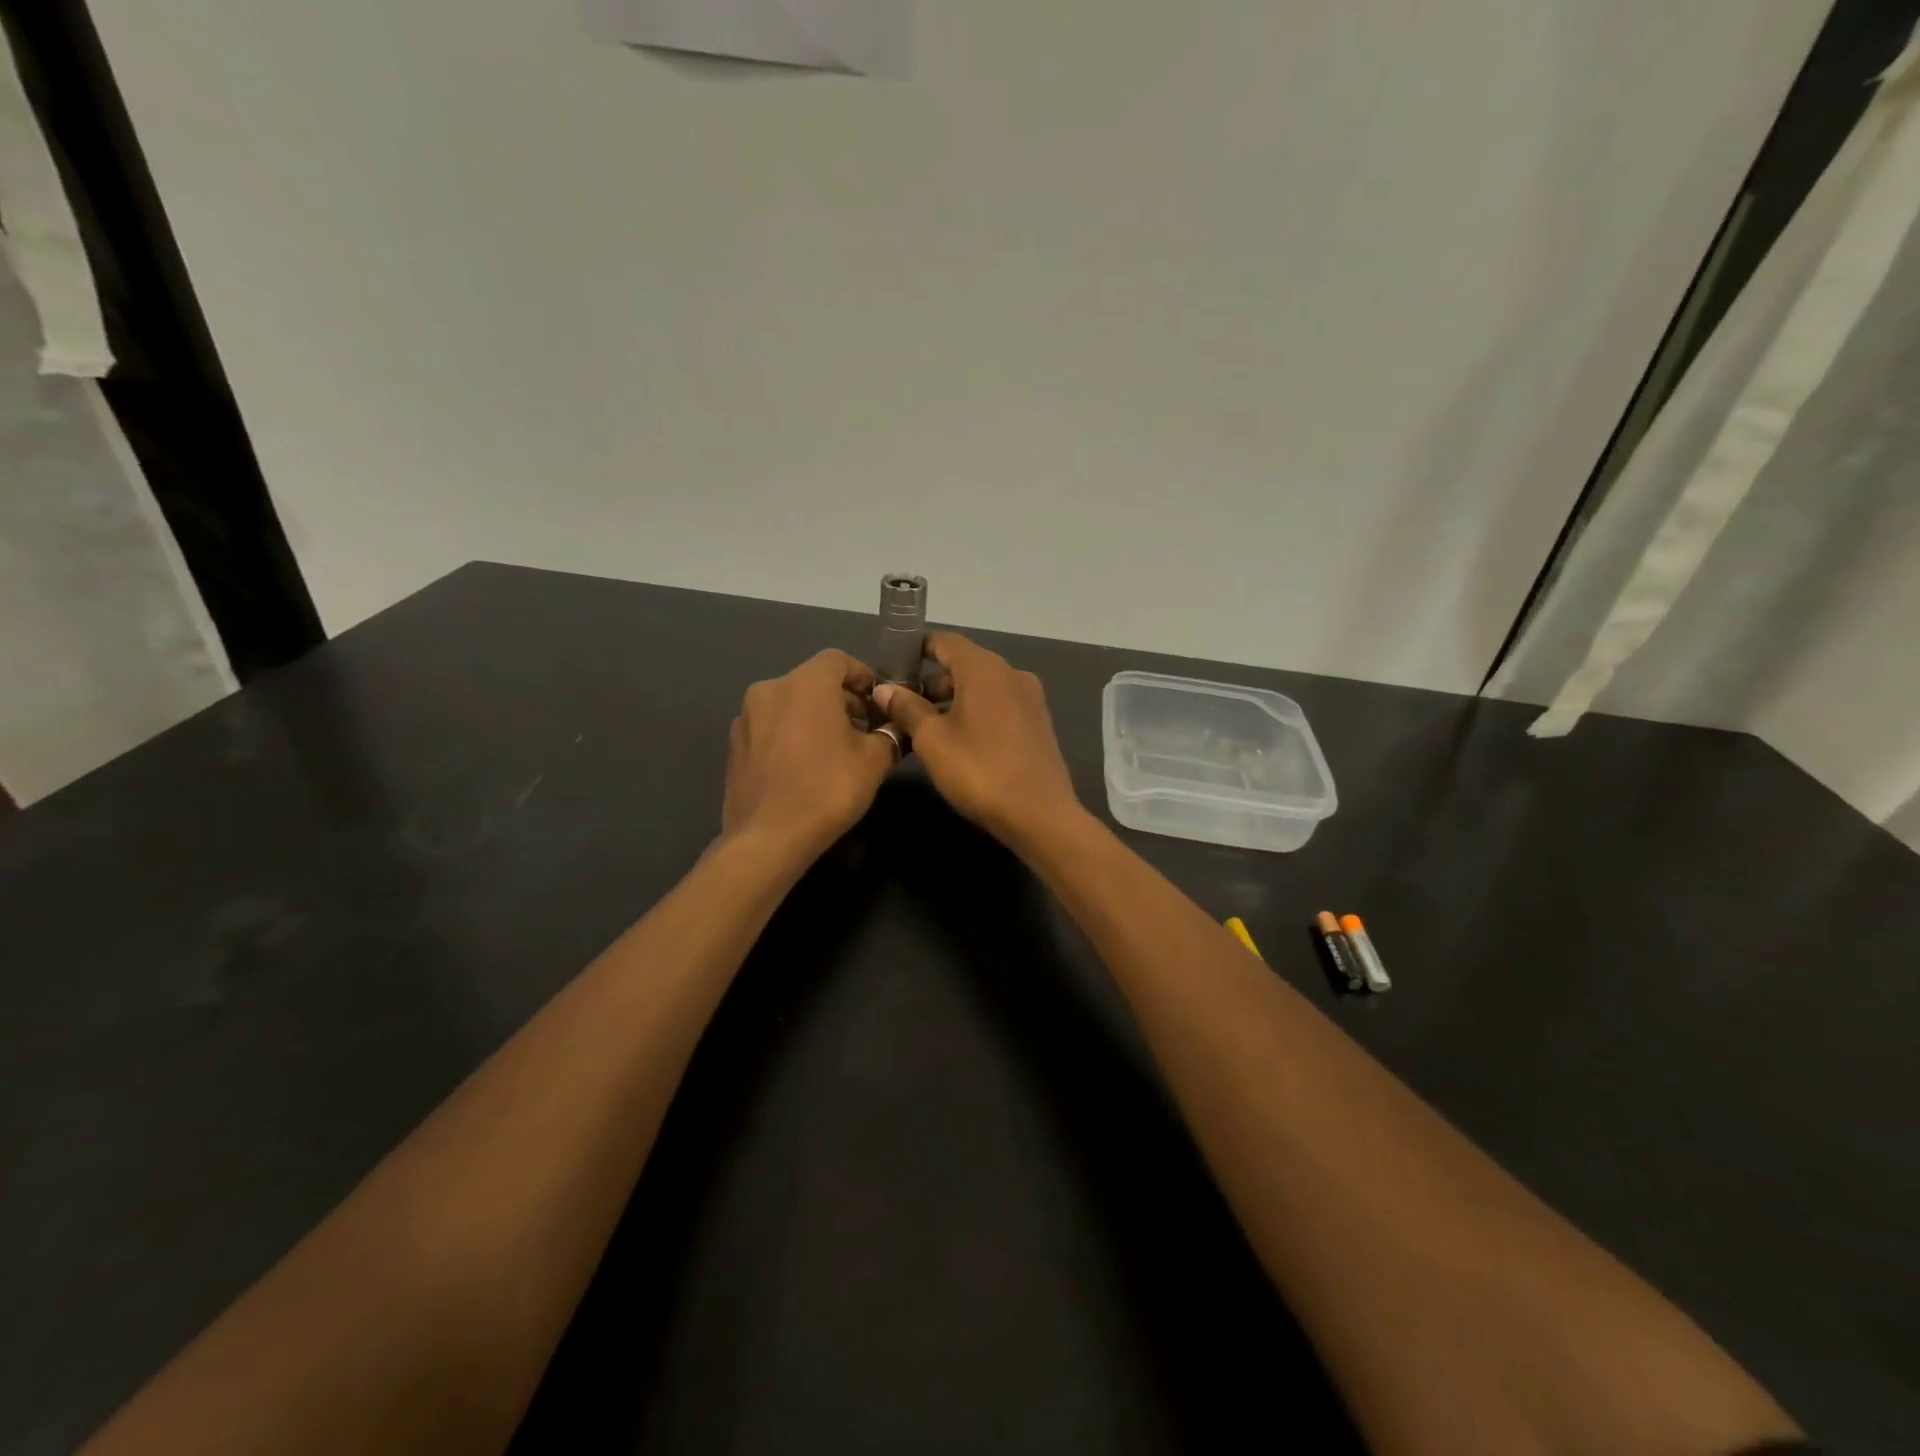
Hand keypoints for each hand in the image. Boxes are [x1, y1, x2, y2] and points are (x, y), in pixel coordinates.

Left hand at [723, 650, 897, 855]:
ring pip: (790, 705)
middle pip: (813, 681)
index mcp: (806, 683)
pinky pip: (771, 728)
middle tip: (865, 730)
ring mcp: (746, 718)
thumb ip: (890, 733)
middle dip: (842, 700)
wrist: (769, 837)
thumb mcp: (875, 760)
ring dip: (815, 718)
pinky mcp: (734, 746)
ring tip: (835, 751)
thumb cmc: (829, 788)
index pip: (839, 660)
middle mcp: (770, 689)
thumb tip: (898, 726)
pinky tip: (804, 768)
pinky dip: (791, 736)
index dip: (864, 677)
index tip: (880, 704)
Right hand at [871, 632, 1081, 844]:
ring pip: (981, 687)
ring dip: (951, 699)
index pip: (944, 641)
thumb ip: (907, 708)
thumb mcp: (933, 740)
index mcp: (984, 668)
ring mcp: (1029, 698)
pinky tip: (956, 739)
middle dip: (930, 680)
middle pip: (963, 664)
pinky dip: (974, 712)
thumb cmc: (979, 771)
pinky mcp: (1037, 722)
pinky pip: (998, 705)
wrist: (1040, 815)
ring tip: (922, 726)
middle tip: (900, 704)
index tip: (891, 666)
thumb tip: (884, 688)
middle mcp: (1010, 673)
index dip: (915, 649)